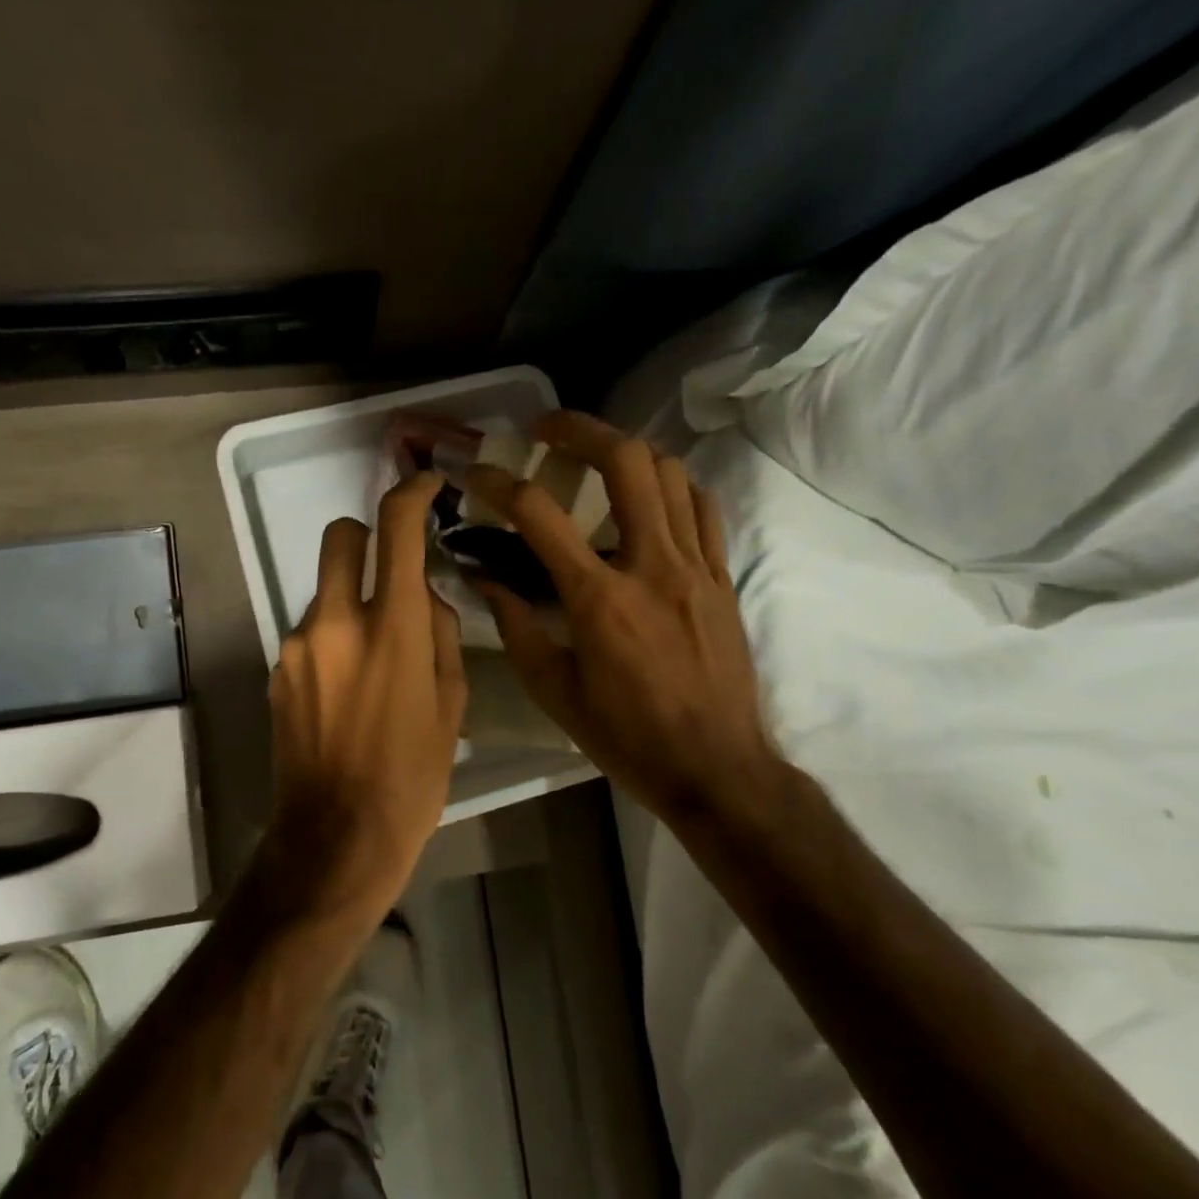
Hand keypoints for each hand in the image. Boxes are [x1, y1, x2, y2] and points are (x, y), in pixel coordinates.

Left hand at [263, 472, 467, 913]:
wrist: (336, 836)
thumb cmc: (412, 777)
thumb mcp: (452, 705)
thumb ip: (443, 636)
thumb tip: (429, 600)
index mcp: (395, 627)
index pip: (397, 529)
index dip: (411, 493)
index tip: (424, 485)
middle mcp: (338, 621)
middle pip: (340, 535)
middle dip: (366, 534)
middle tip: (390, 569)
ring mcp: (298, 644)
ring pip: (325, 590)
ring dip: (351, 602)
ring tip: (372, 662)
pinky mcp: (277, 669)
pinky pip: (309, 632)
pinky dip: (331, 640)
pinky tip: (345, 691)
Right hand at [468, 411, 779, 825]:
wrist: (716, 768)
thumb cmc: (627, 736)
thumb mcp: (555, 692)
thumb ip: (517, 628)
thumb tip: (486, 579)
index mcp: (599, 599)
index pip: (538, 515)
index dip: (498, 483)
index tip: (475, 473)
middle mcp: (651, 566)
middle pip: (624, 461)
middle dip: (579, 429)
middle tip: (547, 429)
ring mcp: (696, 566)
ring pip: (669, 472)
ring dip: (626, 452)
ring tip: (595, 460)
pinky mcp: (723, 577)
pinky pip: (703, 507)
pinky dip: (673, 486)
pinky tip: (650, 498)